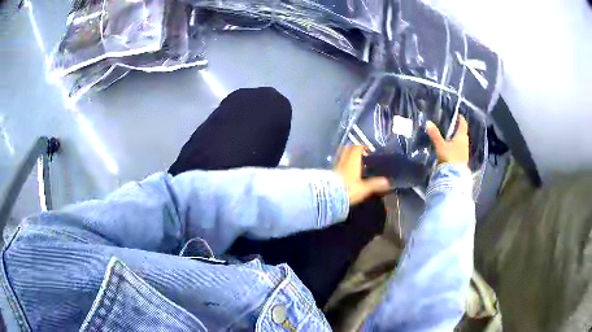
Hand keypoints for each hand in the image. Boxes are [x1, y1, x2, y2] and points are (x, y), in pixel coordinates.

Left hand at [334, 145, 390, 205]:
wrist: (327, 196)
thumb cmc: (348, 190)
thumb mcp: (364, 188)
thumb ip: (375, 184)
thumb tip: (387, 181)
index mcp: (353, 160)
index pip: (358, 147)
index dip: (364, 145)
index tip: (370, 148)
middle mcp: (343, 159)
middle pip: (348, 149)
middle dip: (355, 148)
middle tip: (362, 153)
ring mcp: (336, 165)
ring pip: (342, 155)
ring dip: (348, 156)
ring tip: (355, 161)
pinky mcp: (330, 172)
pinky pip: (338, 164)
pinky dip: (343, 164)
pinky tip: (346, 171)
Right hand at [426, 115, 469, 166]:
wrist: (453, 176)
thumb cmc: (449, 157)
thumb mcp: (440, 145)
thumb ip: (435, 134)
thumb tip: (428, 122)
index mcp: (461, 137)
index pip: (463, 125)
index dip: (461, 119)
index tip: (459, 115)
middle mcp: (465, 144)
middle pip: (463, 134)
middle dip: (459, 130)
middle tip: (454, 126)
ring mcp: (465, 153)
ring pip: (462, 143)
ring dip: (458, 140)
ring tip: (452, 138)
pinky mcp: (462, 161)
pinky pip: (460, 151)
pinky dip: (457, 148)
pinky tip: (452, 150)